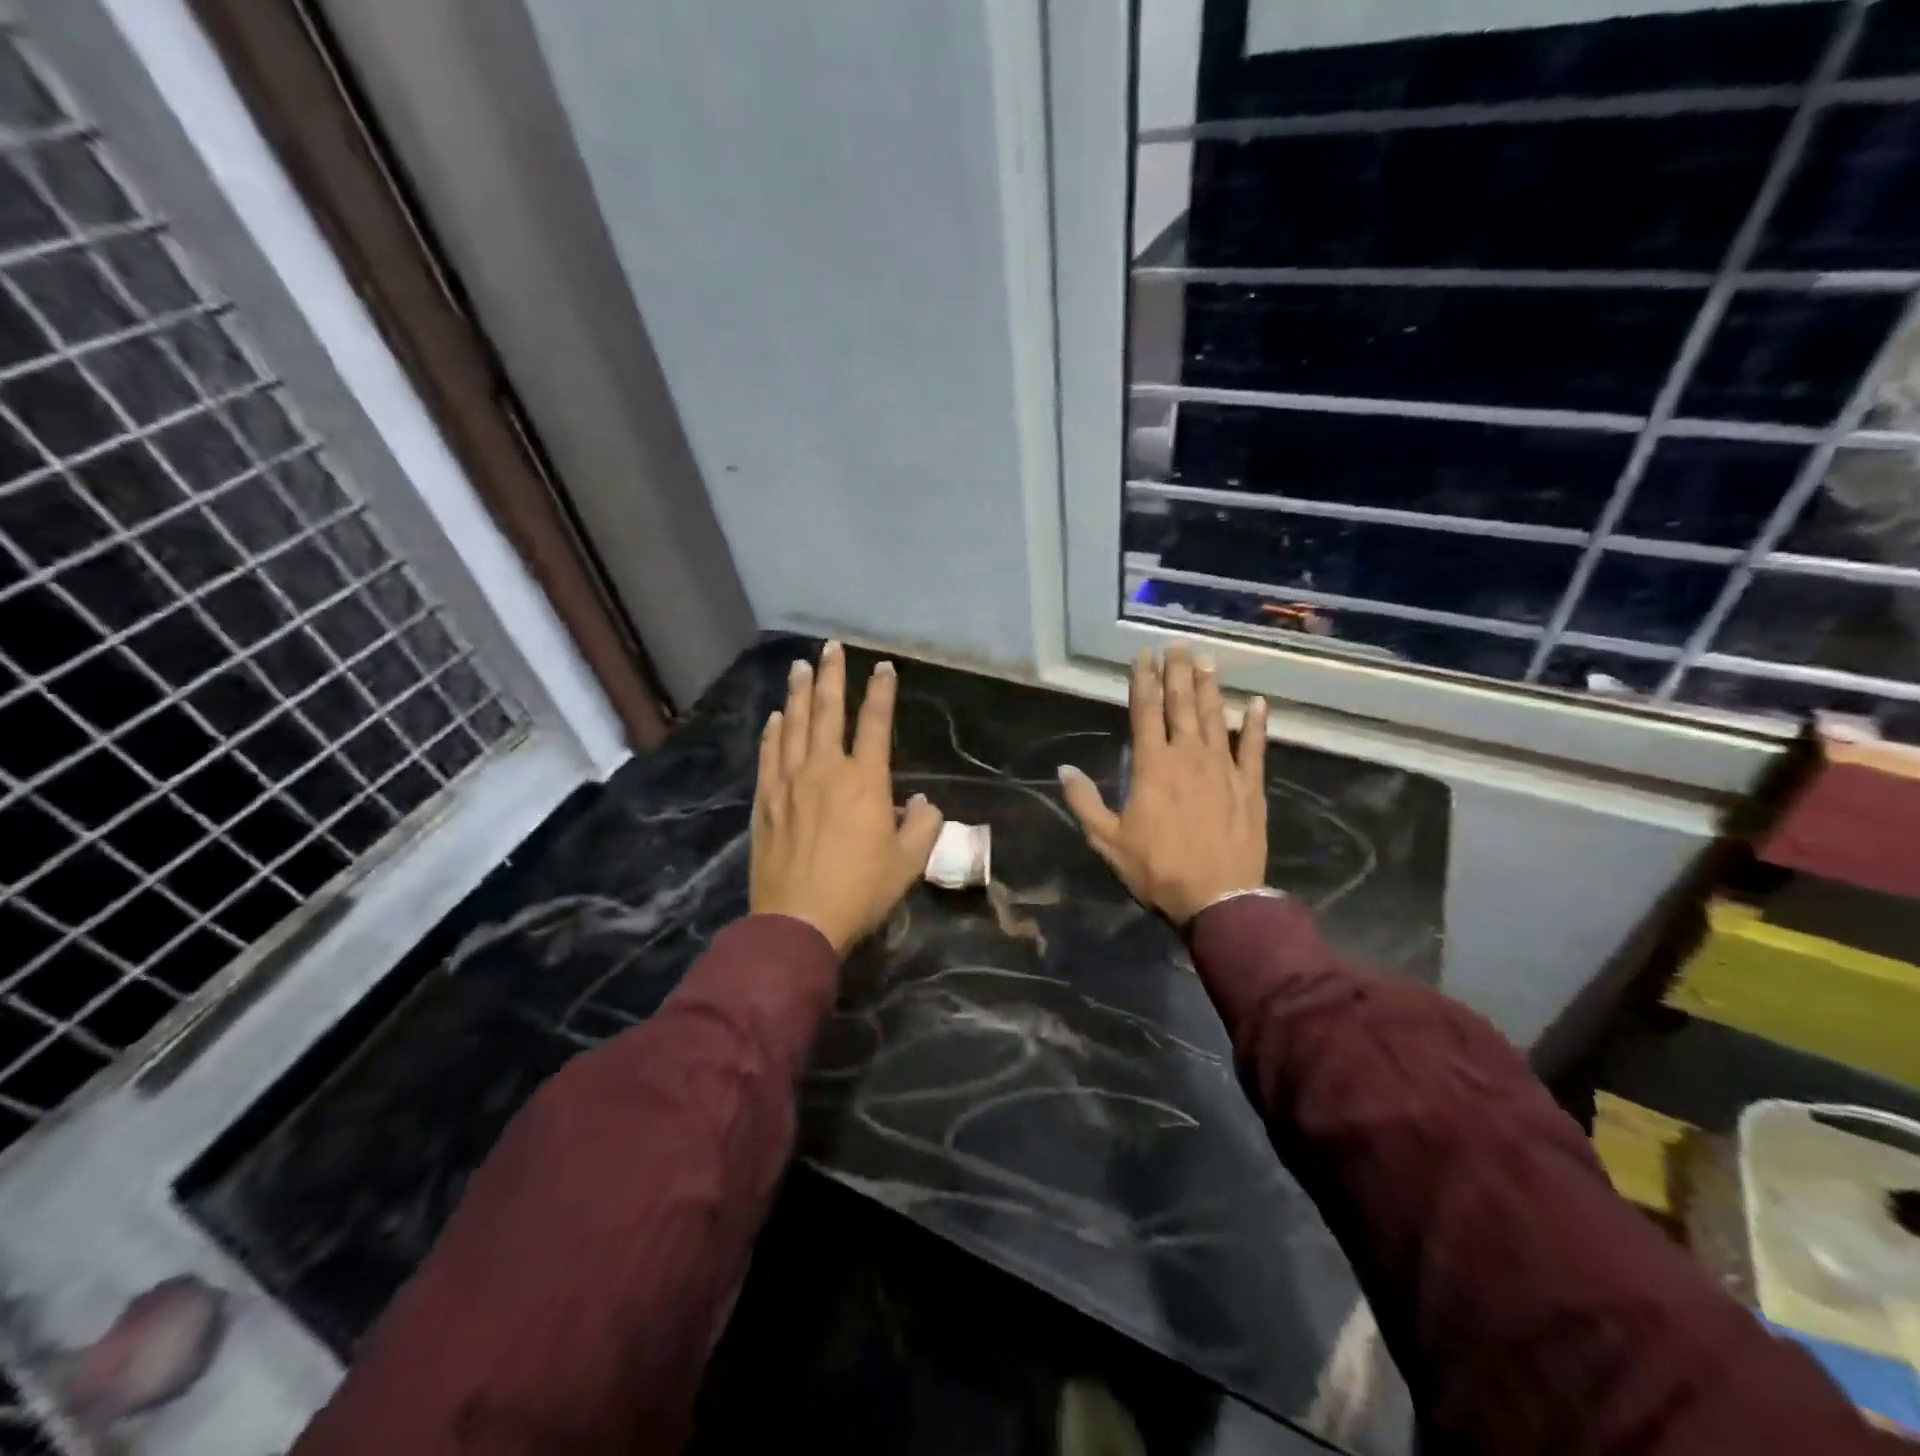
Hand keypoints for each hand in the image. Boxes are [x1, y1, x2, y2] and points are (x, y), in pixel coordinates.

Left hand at [752, 642, 945, 954]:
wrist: (798, 921)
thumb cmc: (860, 891)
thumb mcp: (908, 863)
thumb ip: (922, 826)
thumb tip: (921, 803)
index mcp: (865, 782)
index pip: (875, 724)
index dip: (881, 692)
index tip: (882, 667)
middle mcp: (825, 771)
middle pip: (828, 712)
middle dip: (832, 676)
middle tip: (830, 647)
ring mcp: (789, 783)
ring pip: (794, 726)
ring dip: (799, 693)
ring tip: (799, 667)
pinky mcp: (765, 801)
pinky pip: (769, 755)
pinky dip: (773, 732)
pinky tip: (776, 717)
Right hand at [1058, 645, 1268, 925]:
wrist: (1218, 900)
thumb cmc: (1157, 869)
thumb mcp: (1108, 840)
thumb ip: (1085, 802)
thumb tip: (1064, 770)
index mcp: (1153, 766)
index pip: (1145, 711)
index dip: (1143, 680)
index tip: (1144, 654)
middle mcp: (1189, 756)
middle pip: (1182, 705)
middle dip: (1177, 672)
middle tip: (1177, 645)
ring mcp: (1223, 769)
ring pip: (1216, 718)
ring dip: (1211, 688)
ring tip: (1207, 661)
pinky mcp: (1250, 787)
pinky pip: (1254, 748)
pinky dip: (1255, 725)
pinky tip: (1258, 704)